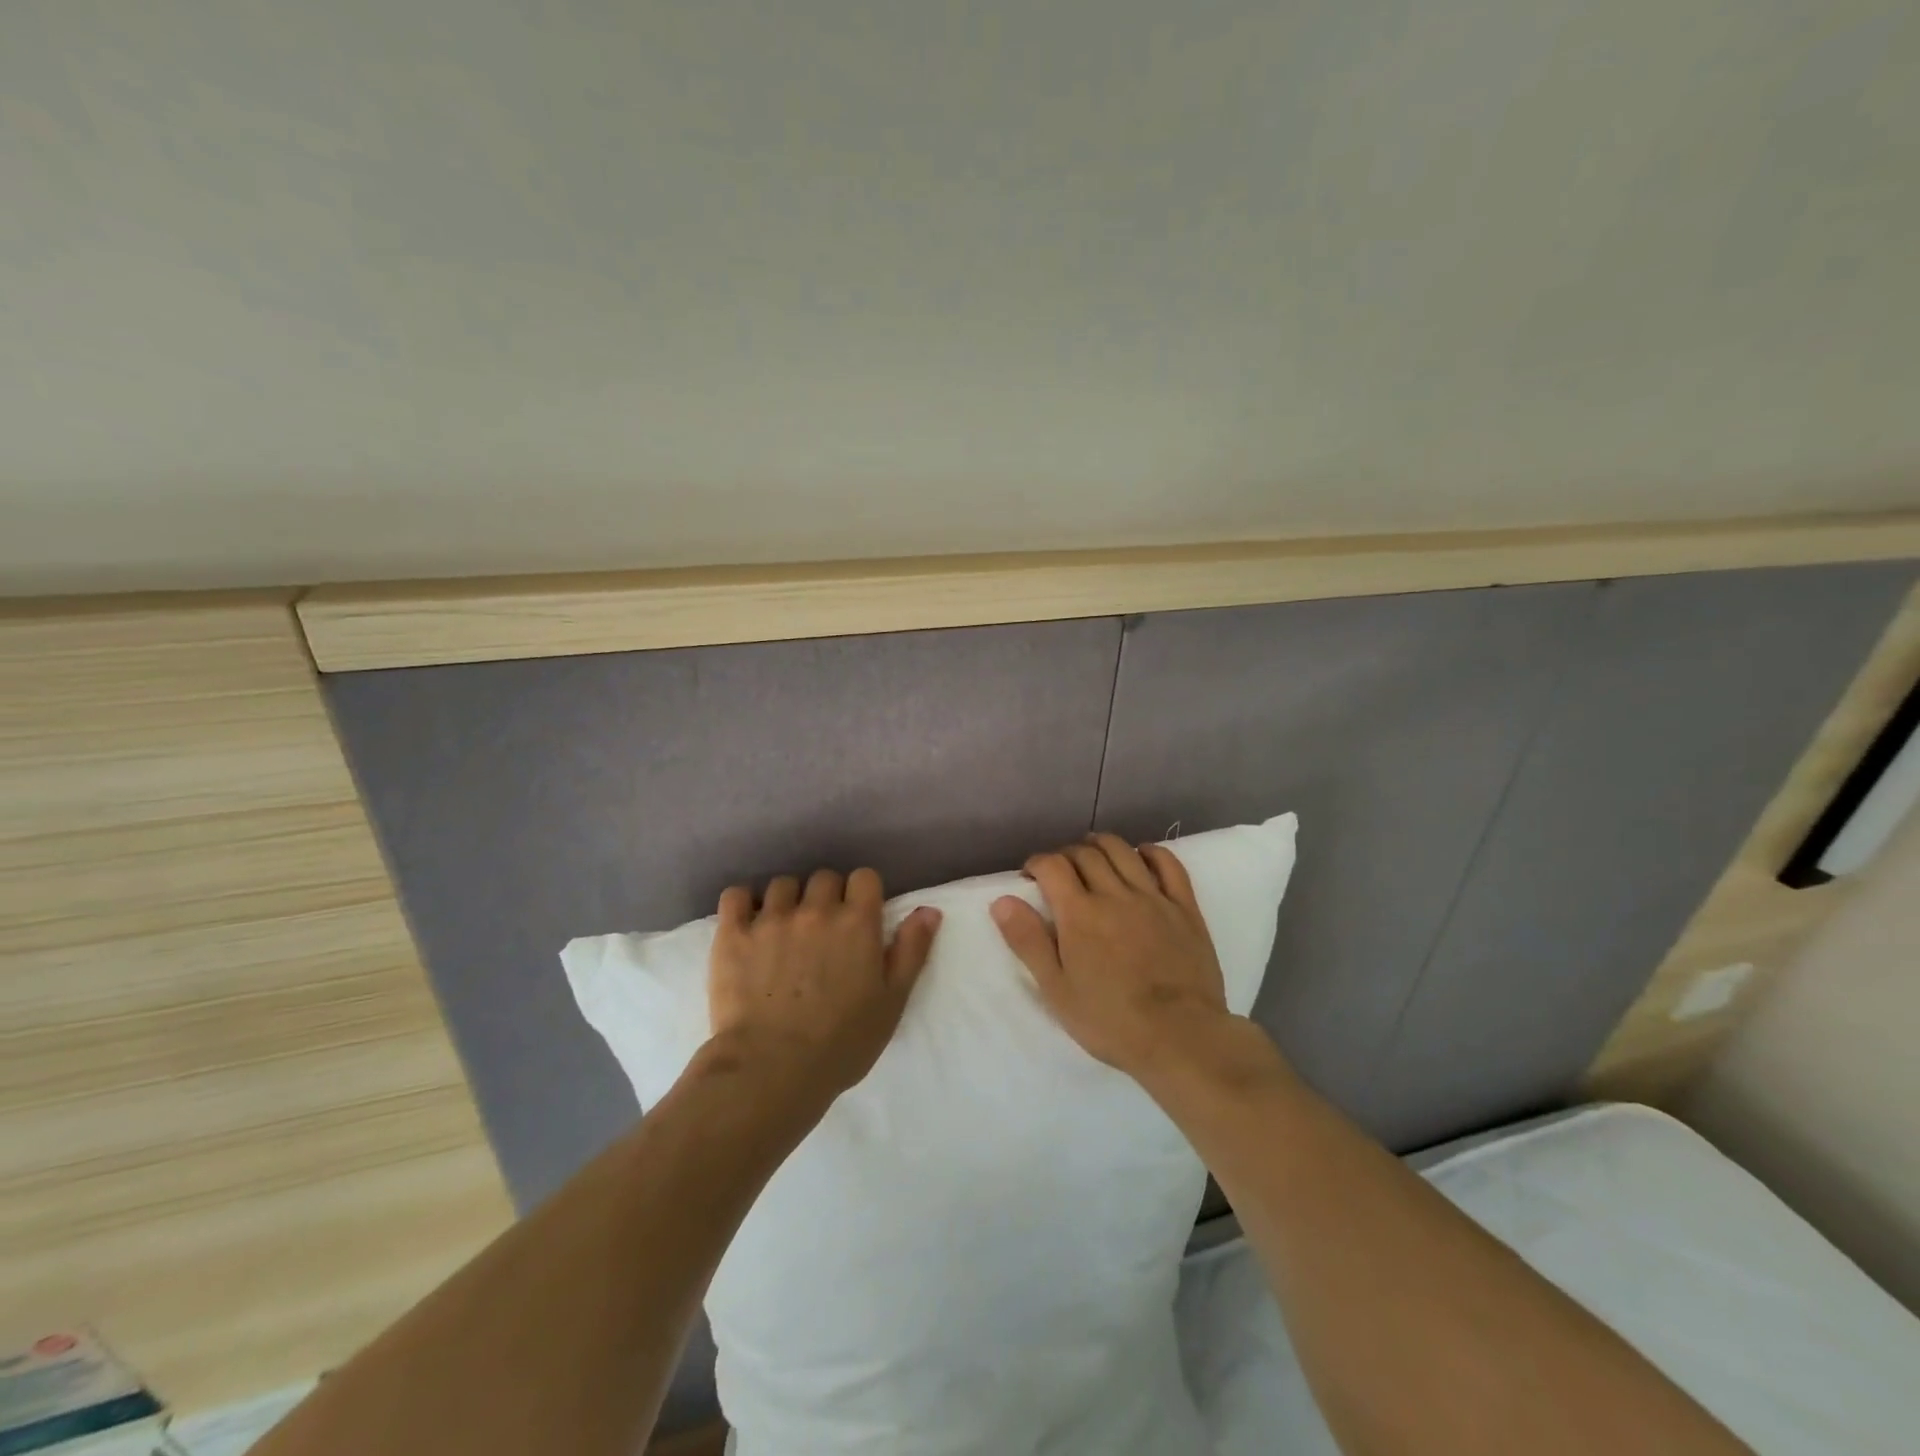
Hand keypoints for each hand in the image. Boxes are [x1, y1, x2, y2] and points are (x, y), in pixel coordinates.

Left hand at [708, 866, 940, 1104]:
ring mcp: (771, 919)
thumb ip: (912, 950)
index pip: (864, 877)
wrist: (772, 1070)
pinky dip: (742, 902)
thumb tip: (928, 910)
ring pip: (782, 885)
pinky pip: (735, 896)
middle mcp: (816, 910)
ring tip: (783, 930)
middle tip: (822, 931)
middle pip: (824, 878)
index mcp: (857, 922)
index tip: (858, 917)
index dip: (863, 894)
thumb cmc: (842, 1042)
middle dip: (826, 897)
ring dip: (787, 901)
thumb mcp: (892, 1001)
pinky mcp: (733, 934)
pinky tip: (747, 922)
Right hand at [991, 833, 1230, 1078]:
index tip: (1031, 875)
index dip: (1037, 863)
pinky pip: (1169, 865)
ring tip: (1093, 852)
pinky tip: (1142, 855)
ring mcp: (1153, 898)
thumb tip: (1002, 901)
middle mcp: (1115, 894)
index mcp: (1080, 914)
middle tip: (1060, 871)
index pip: (1052, 866)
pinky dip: (1152, 852)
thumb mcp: (1057, 989)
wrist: (1180, 1037)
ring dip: (1103, 845)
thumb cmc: (1111, 1021)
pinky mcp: (1185, 908)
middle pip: (1086, 854)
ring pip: (1124, 852)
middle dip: (1066, 855)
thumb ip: (1028, 942)